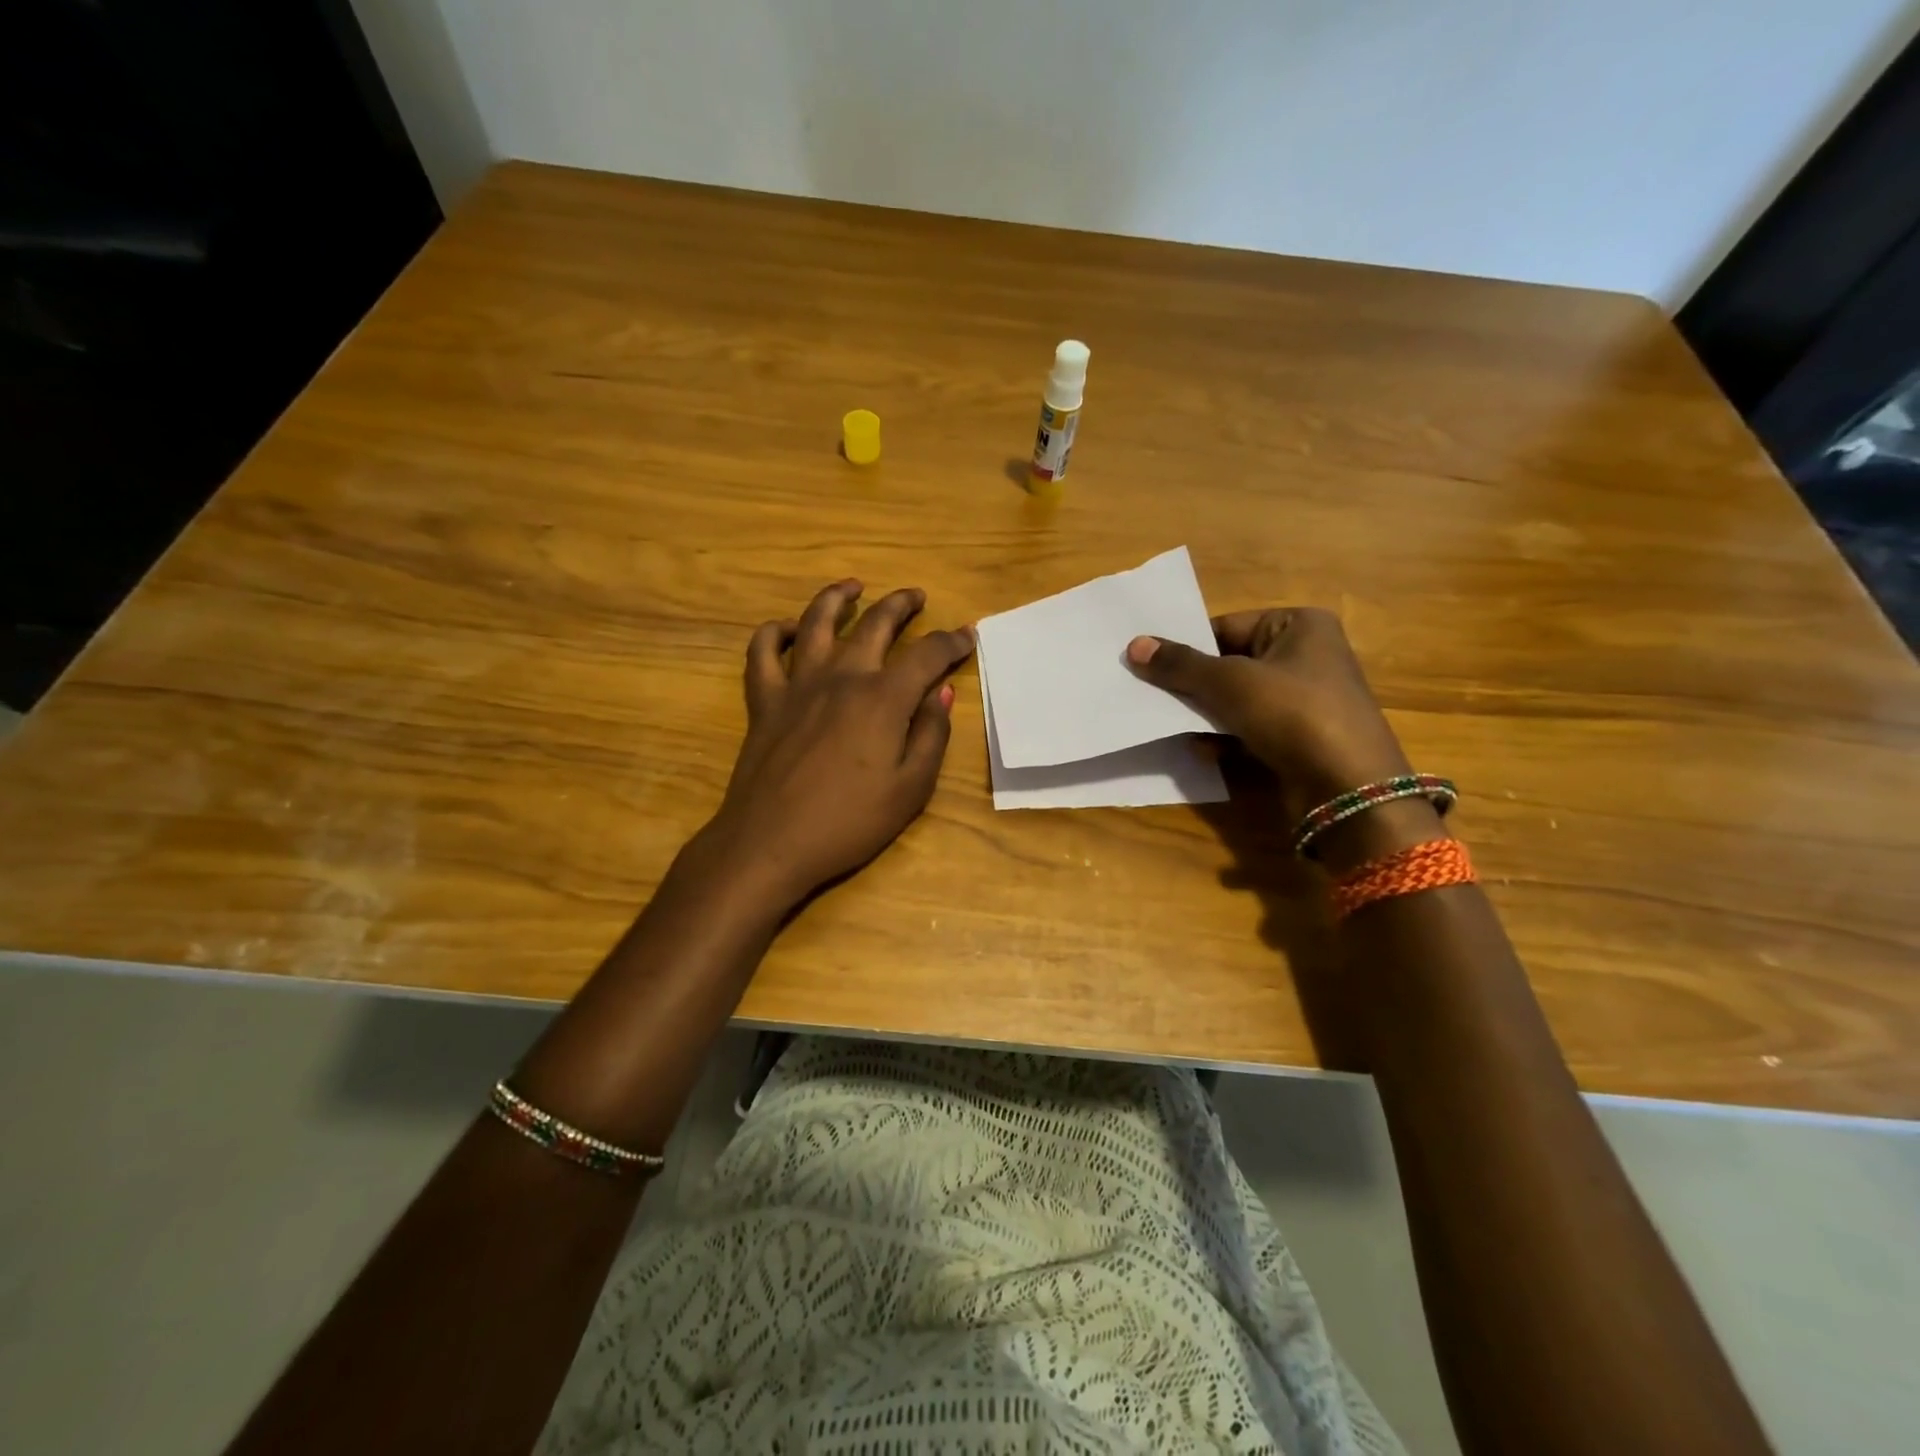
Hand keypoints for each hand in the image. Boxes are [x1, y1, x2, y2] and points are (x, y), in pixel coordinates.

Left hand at [702, 580, 973, 906]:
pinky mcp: (764, 701)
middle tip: (916, 596)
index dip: (951, 643)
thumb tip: (942, 693)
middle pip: (875, 624)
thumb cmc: (848, 823)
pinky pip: (763, 653)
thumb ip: (931, 735)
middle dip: (901, 605)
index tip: (967, 637)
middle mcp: (842, 678)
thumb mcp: (910, 789)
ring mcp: (798, 685)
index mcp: (883, 699)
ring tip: (853, 586)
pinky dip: (775, 633)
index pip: (927, 655)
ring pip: (816, 622)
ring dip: (837, 597)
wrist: (770, 843)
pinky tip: (789, 629)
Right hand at [1125, 607, 1412, 823]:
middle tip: (1149, 694)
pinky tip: (1203, 750)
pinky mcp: (1297, 738)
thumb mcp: (1230, 682)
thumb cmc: (1293, 714)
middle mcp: (1305, 656)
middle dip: (1193, 684)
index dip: (1187, 646)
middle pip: (1229, 663)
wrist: (1348, 788)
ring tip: (1172, 724)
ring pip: (1236, 699)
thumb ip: (1181, 665)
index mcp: (1299, 625)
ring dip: (1204, 714)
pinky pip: (1249, 728)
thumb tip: (1134, 645)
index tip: (1148, 665)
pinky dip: (1224, 737)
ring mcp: (1303, 700)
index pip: (1226, 627)